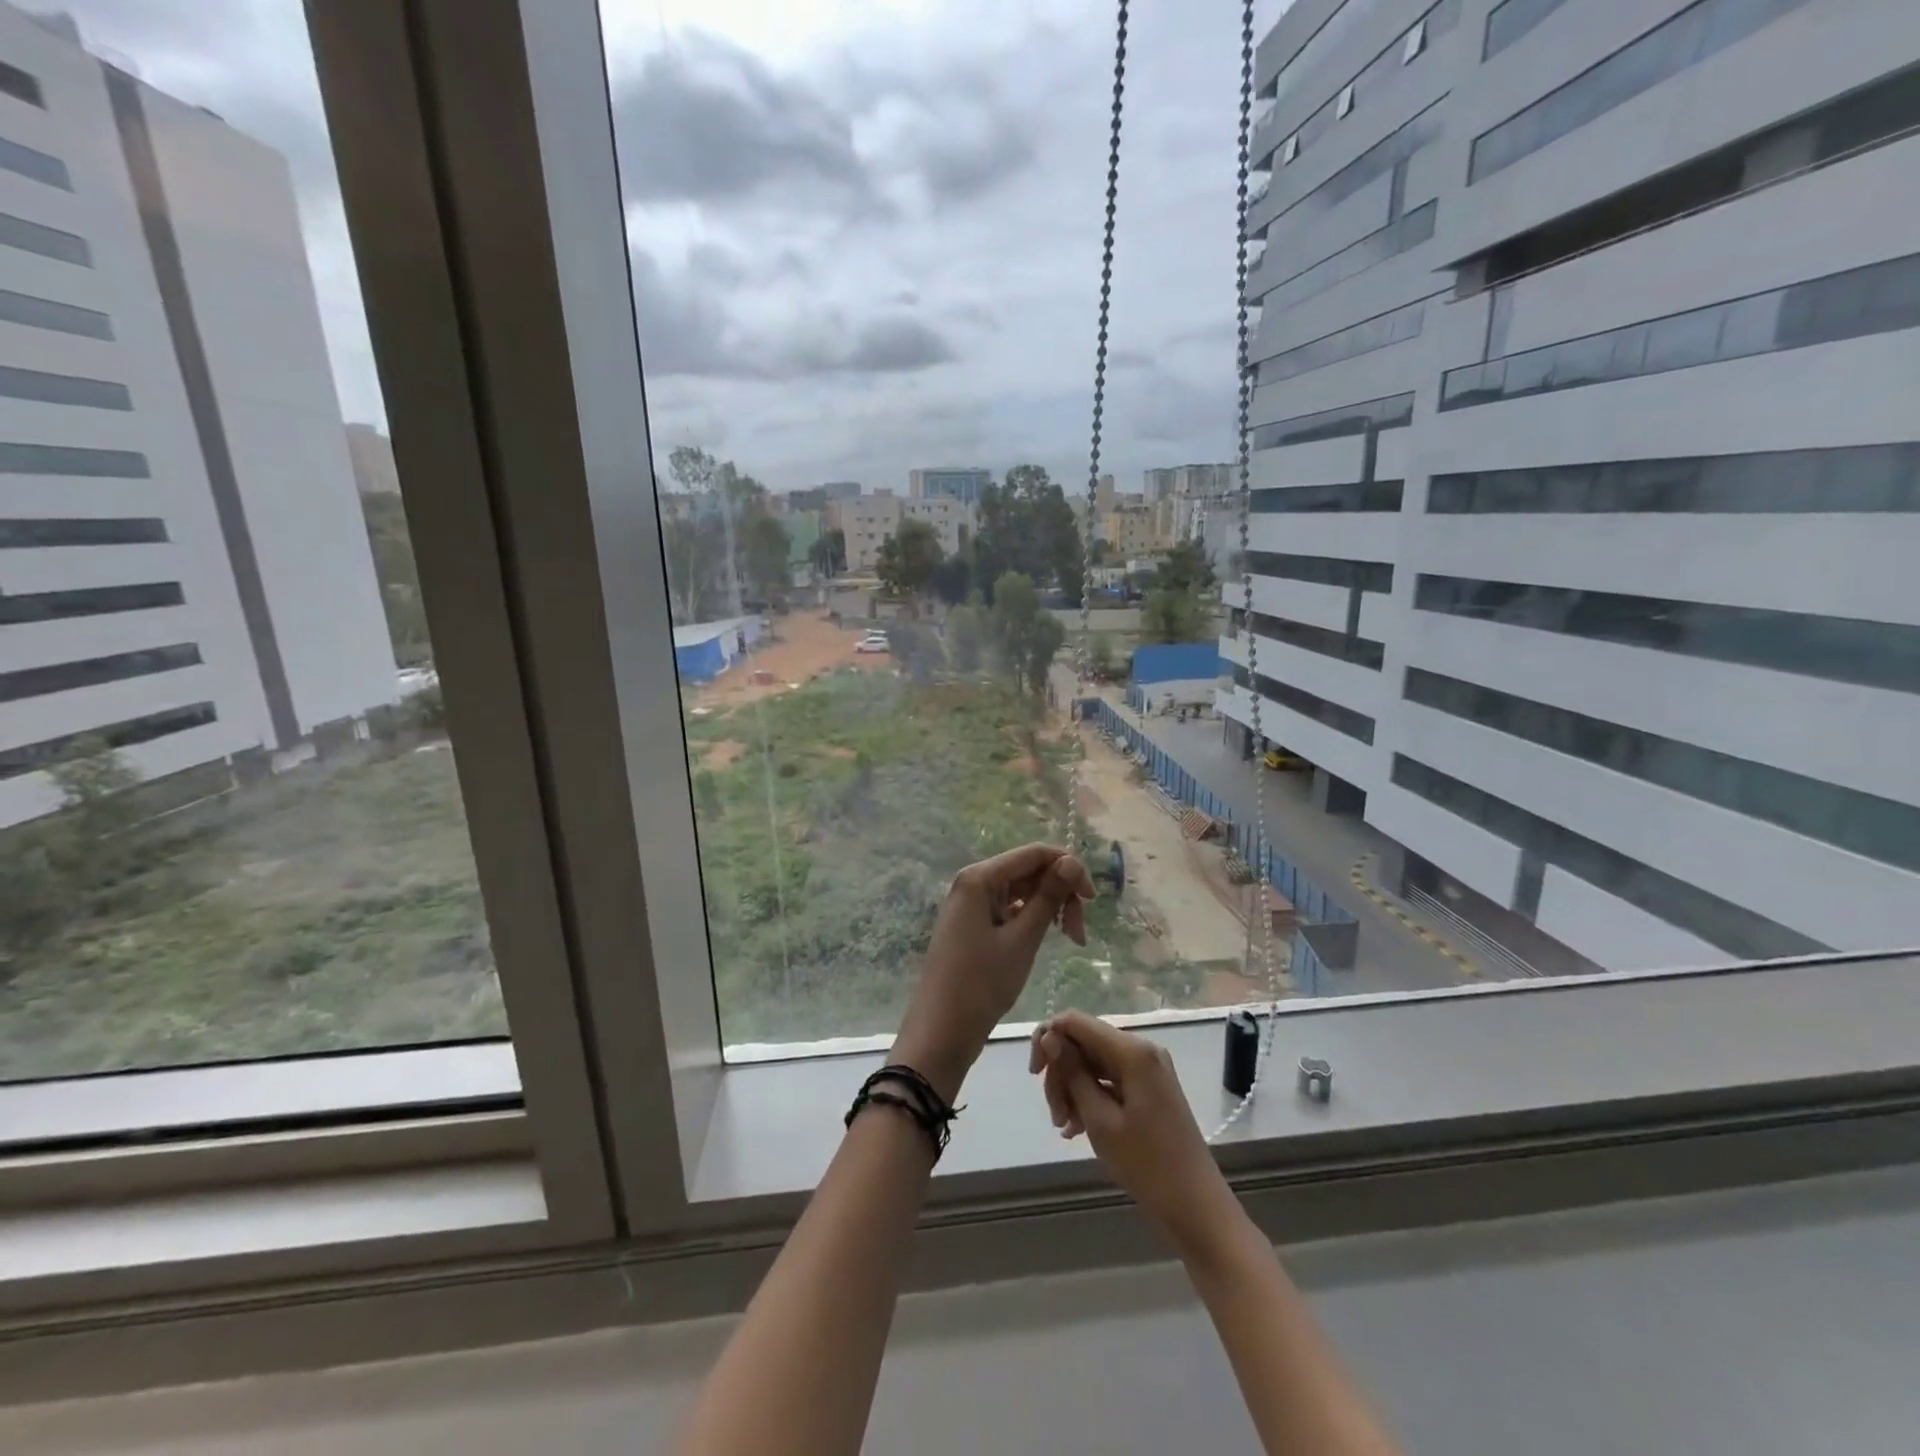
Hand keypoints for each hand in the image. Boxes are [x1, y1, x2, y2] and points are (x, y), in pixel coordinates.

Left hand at [889, 844, 1092, 1103]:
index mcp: (980, 878)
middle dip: (1059, 892)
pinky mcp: (973, 924)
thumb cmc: (982, 984)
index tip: (1093, 901)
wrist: (941, 1031)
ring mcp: (971, 904)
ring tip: (1069, 939)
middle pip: (1028, 870)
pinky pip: (1010, 908)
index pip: (1034, 853)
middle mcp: (973, 882)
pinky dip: (1031, 919)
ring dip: (1049, 907)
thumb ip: (1048, 897)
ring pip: (1021, 890)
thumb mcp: (1022, 939)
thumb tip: (1071, 861)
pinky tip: (1046, 937)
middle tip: (1078, 933)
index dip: (1069, 868)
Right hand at [1029, 1011, 1234, 1252]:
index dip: (1048, 1038)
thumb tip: (1049, 1038)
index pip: (1076, 1022)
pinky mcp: (1149, 1087)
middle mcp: (1141, 1049)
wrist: (1196, 1206)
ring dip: (1073, 1090)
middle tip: (1054, 1115)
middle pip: (1084, 1043)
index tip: (1034, 1073)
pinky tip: (1077, 1127)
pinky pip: (1109, 1080)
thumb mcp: (1099, 1119)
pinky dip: (1090, 1097)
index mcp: (1132, 1051)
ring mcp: (1148, 1069)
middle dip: (1061, 1073)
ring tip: (1065, 1127)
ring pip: (1093, 1063)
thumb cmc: (1146, 1165)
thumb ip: (1072, 1073)